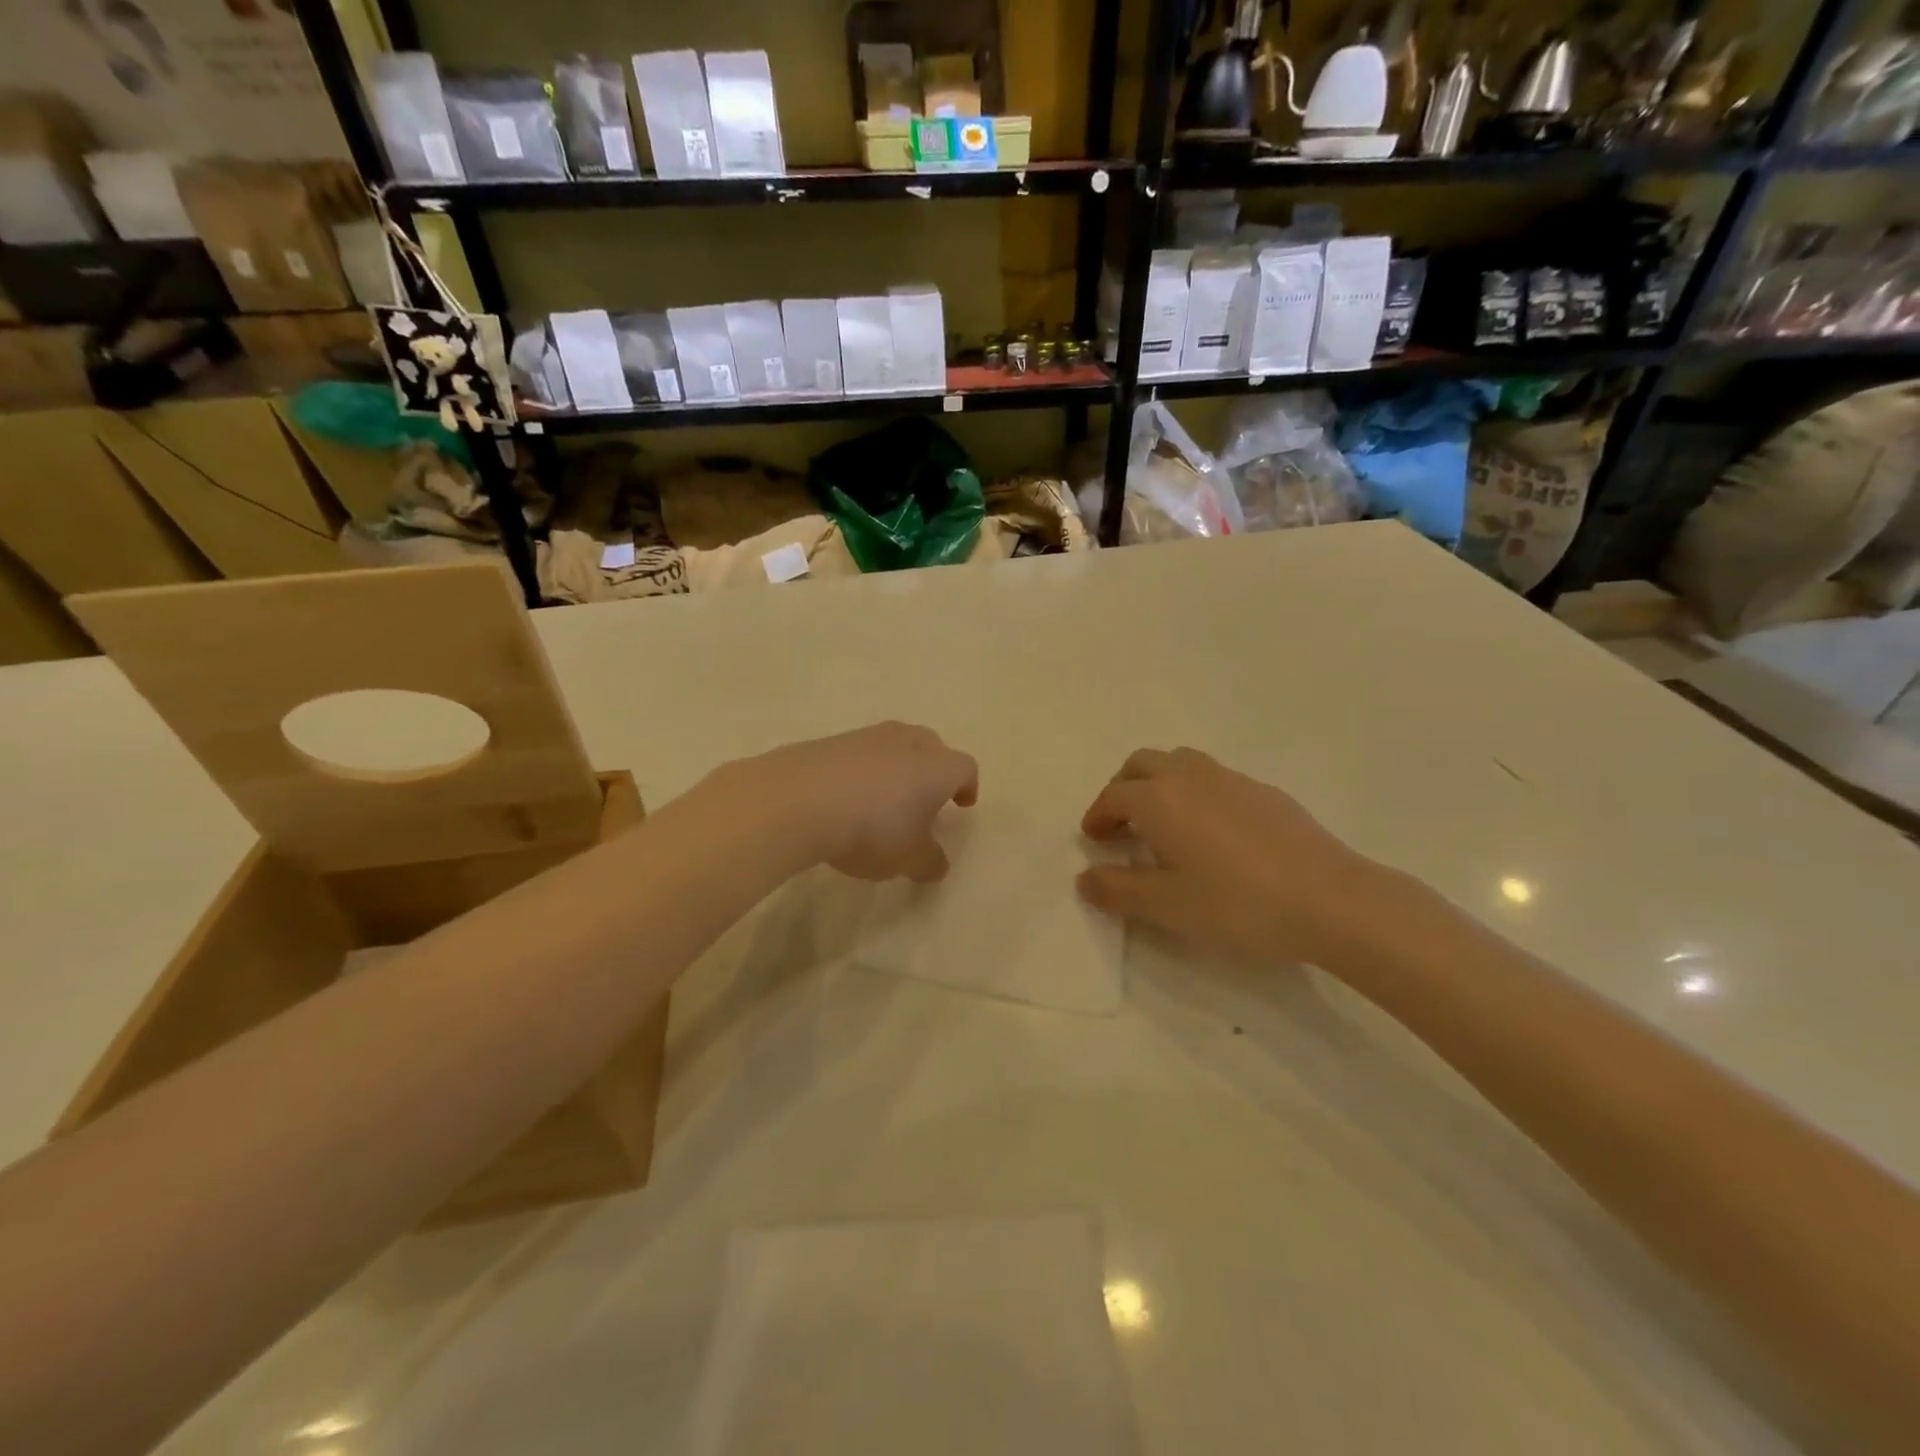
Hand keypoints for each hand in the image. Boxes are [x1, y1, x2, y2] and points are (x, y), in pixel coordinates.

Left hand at [747, 723, 978, 882]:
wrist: (799, 799)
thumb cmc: (872, 829)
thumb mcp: (908, 858)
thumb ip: (929, 861)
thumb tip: (937, 863)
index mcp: (938, 766)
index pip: (965, 768)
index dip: (966, 786)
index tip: (961, 804)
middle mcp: (909, 742)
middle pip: (932, 749)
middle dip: (932, 772)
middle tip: (923, 800)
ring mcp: (869, 736)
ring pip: (894, 748)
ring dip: (895, 770)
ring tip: (882, 801)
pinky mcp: (832, 740)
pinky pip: (859, 754)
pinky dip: (861, 771)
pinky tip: (846, 798)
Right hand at [1077, 748, 1394, 967]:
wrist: (1329, 900)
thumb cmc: (1236, 903)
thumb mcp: (1166, 906)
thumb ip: (1117, 890)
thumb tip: (1084, 878)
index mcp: (1159, 799)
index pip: (1114, 795)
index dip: (1098, 815)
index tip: (1094, 839)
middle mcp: (1191, 777)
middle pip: (1143, 764)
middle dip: (1123, 787)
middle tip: (1121, 823)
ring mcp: (1233, 780)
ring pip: (1181, 763)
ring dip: (1160, 783)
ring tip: (1164, 822)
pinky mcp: (1266, 792)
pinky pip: (1216, 779)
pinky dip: (1196, 793)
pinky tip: (1213, 833)